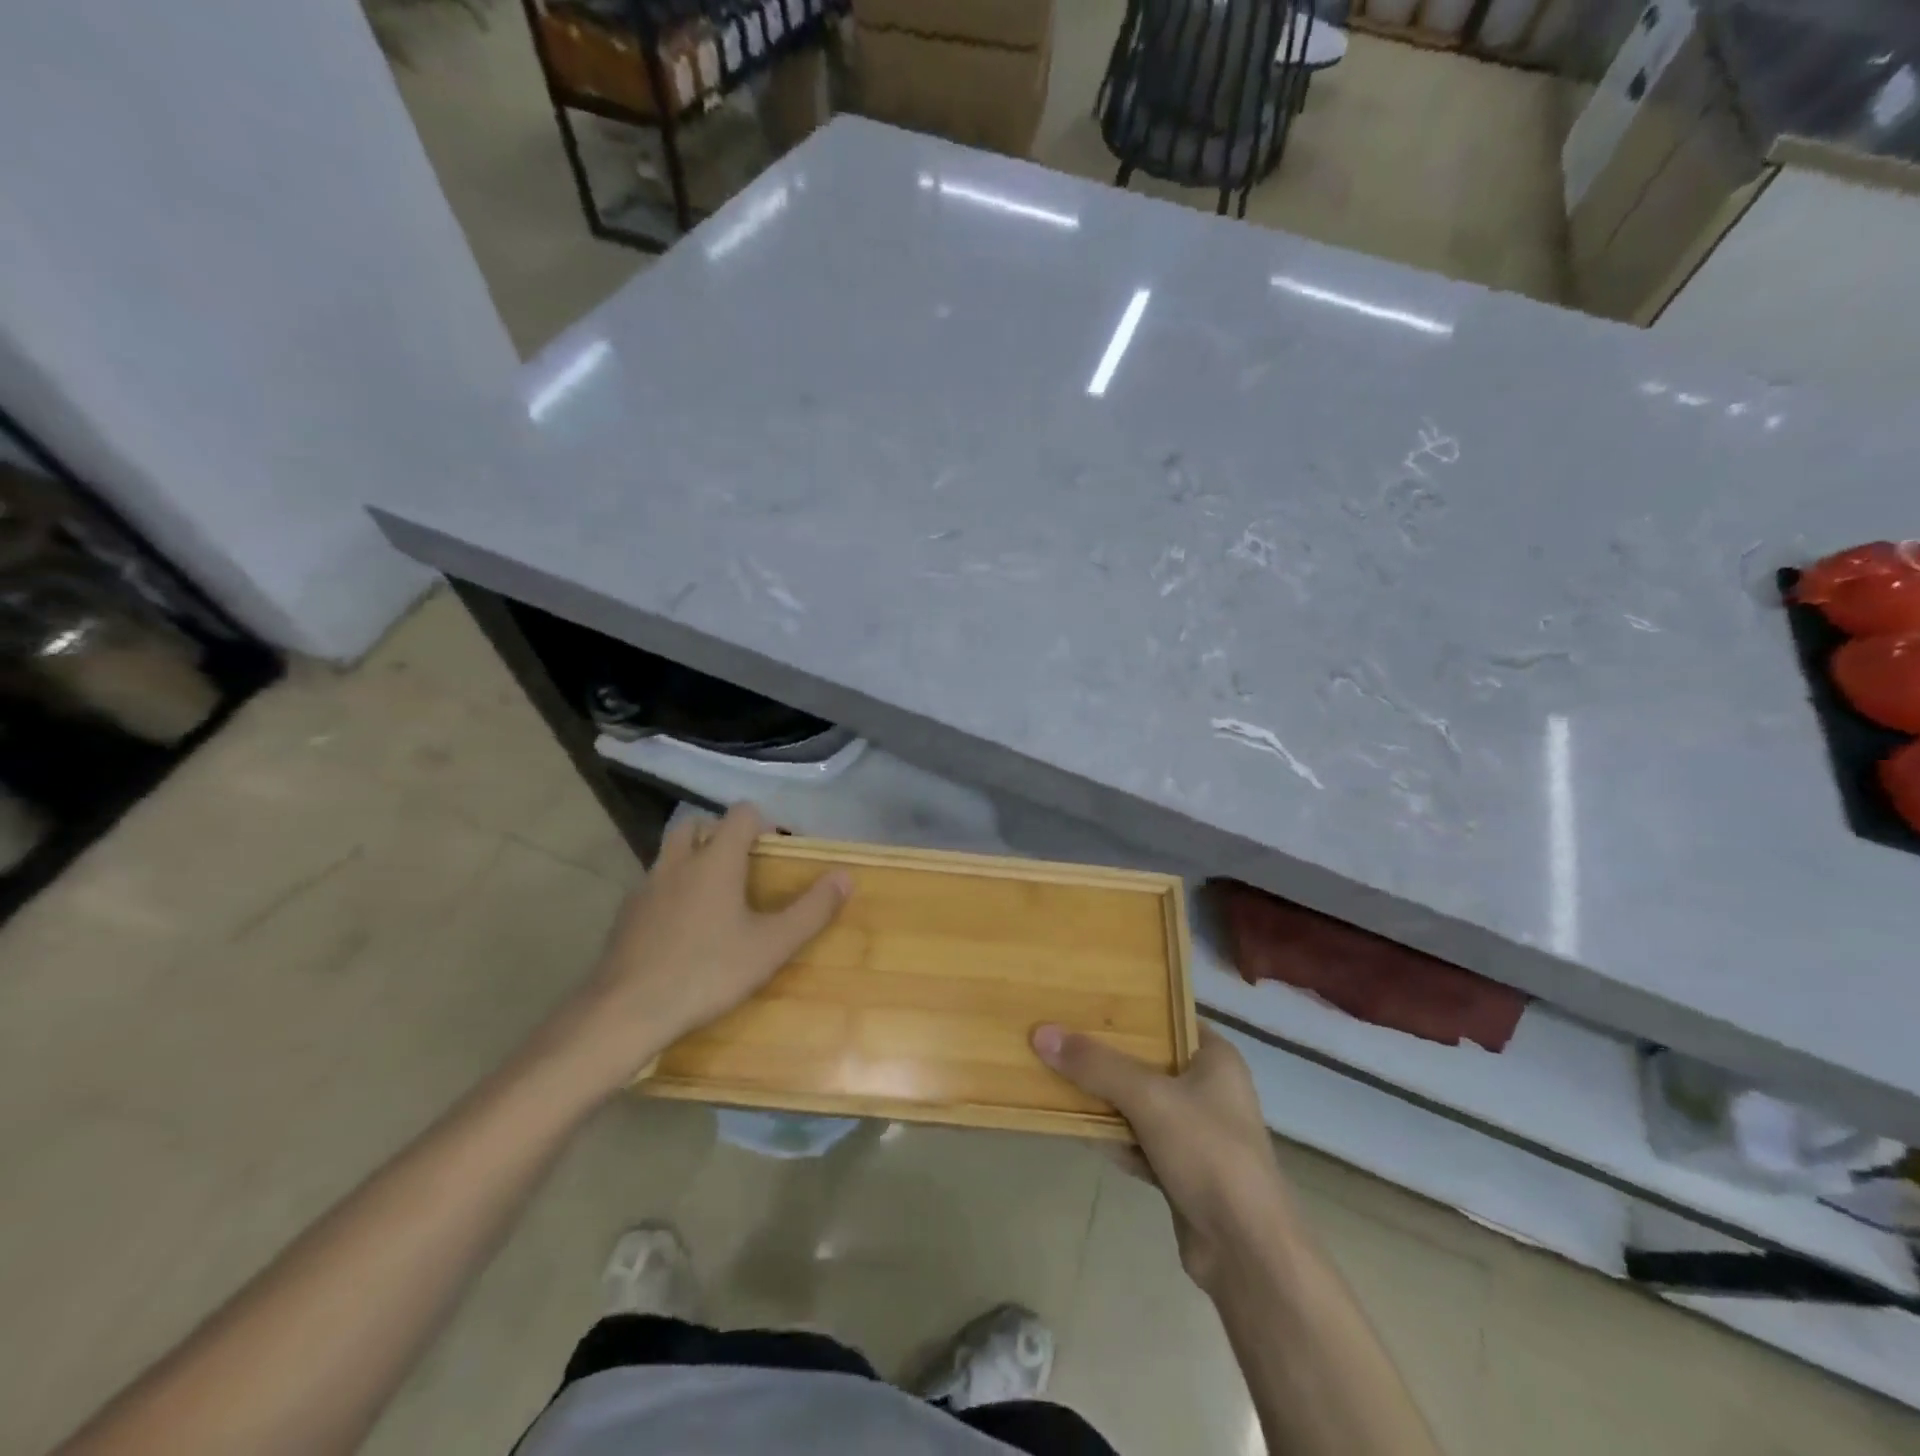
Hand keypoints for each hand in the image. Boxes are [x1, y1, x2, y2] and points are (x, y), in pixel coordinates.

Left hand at [554, 804, 849, 1097]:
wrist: (626, 1011)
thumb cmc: (707, 972)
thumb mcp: (771, 946)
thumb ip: (812, 910)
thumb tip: (845, 875)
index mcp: (716, 860)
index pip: (741, 814)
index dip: (764, 823)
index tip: (778, 851)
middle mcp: (678, 862)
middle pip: (697, 824)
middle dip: (721, 834)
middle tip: (743, 867)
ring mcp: (646, 886)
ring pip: (671, 854)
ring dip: (694, 860)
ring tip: (715, 898)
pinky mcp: (626, 914)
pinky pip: (654, 885)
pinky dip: (672, 891)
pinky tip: (683, 929)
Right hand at [1032, 1023, 1293, 1288]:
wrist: (1246, 1252)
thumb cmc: (1208, 1153)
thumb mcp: (1149, 1098)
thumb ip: (1096, 1065)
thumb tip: (1042, 1033)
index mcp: (1215, 1057)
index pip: (1166, 1017)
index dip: (1127, 1007)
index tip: (1083, 999)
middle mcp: (1207, 1088)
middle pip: (1145, 1060)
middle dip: (1104, 1054)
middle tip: (1059, 1033)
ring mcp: (1194, 1132)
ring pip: (1137, 1102)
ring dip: (1102, 1096)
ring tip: (1054, 1071)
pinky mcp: (1180, 1169)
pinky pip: (1136, 1139)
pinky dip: (1110, 1134)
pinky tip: (1073, 1124)